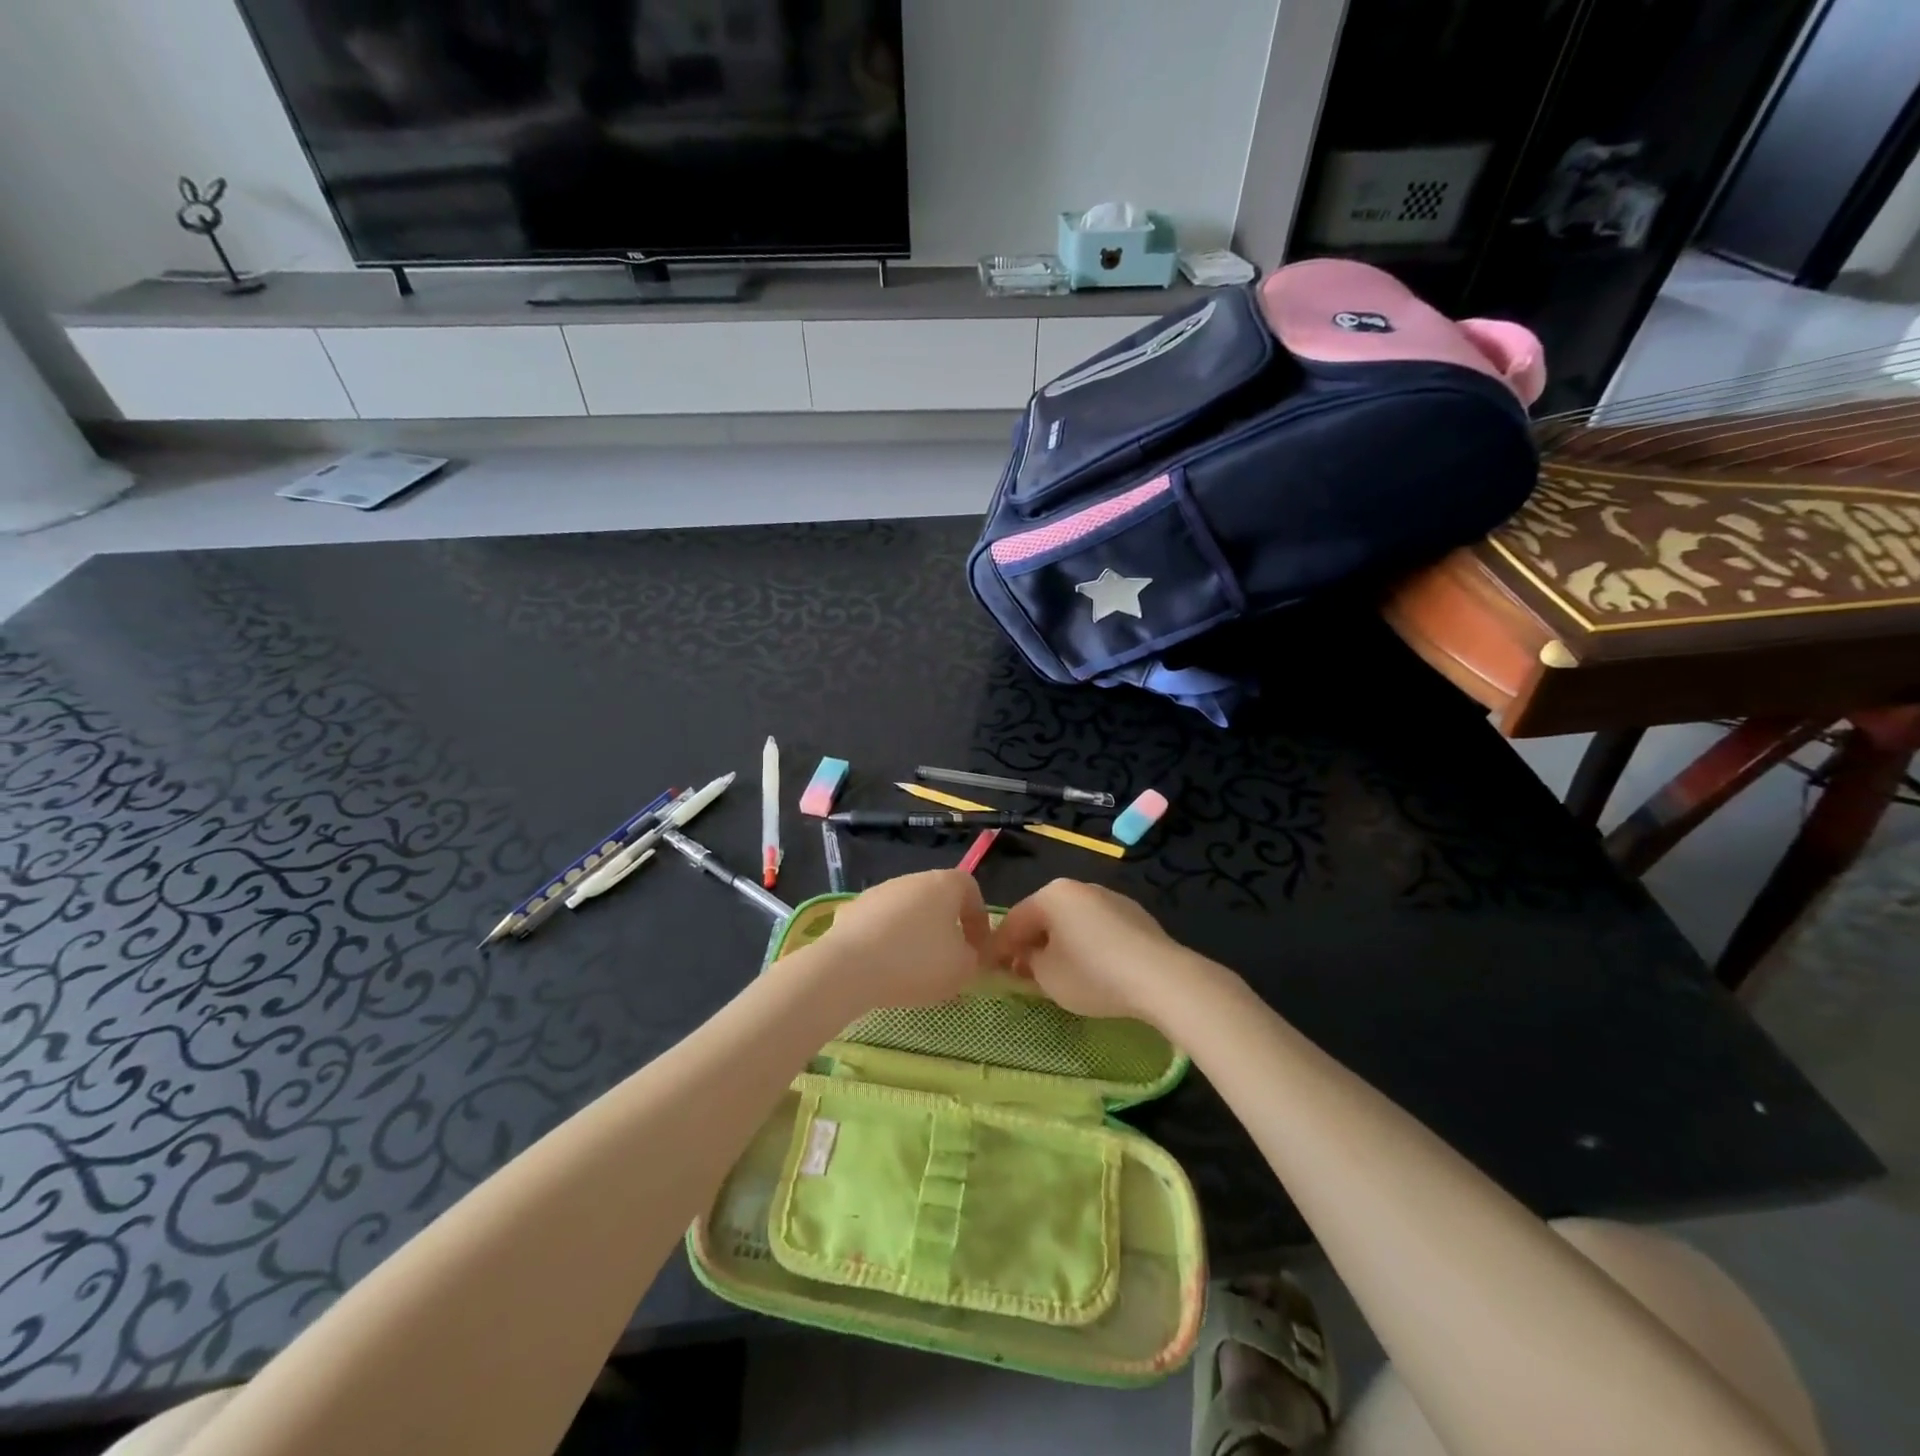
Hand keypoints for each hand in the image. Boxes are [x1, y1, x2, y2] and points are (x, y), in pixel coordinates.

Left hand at [805, 869, 993, 1013]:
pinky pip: (879, 925)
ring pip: (906, 911)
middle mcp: (911, 879)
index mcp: (944, 884)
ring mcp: (878, 892)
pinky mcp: (851, 910)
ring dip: (915, 934)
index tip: (978, 948)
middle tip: (948, 961)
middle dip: (946, 928)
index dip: (978, 918)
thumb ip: (974, 958)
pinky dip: (885, 942)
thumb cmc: (917, 961)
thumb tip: (967, 954)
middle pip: (937, 899)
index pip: (970, 889)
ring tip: (913, 970)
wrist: (849, 967)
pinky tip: (883, 968)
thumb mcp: (962, 968)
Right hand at [991, 878, 1205, 1024]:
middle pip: (1044, 916)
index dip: (999, 947)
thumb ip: (1027, 962)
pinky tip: (1093, 969)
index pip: (1014, 920)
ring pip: (1072, 921)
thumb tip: (1026, 957)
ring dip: (1060, 943)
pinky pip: (1098, 928)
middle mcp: (1079, 887)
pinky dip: (1087, 944)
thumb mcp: (1047, 976)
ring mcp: (1110, 897)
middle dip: (1031, 943)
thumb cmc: (1093, 974)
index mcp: (1052, 894)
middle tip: (1022, 973)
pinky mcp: (1135, 915)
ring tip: (1058, 973)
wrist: (1160, 977)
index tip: (989, 968)